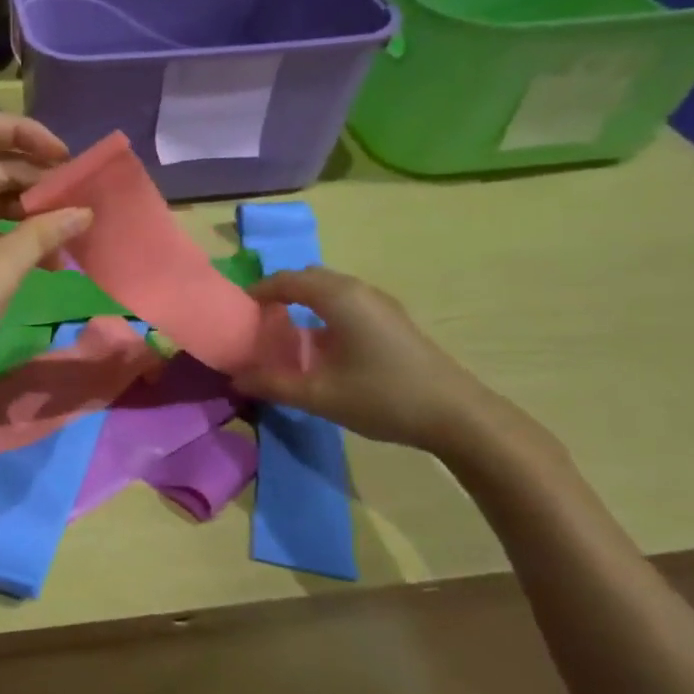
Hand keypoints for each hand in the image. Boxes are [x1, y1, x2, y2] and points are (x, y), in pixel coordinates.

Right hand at [234, 267, 515, 456]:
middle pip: (308, 278)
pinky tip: (320, 344)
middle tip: (257, 321)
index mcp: (338, 298)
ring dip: (302, 300)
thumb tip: (236, 378)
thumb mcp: (319, 395)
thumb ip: (273, 384)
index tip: (236, 313)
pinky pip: (346, 301)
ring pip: (329, 288)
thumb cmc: (383, 397)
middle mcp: (358, 290)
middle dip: (279, 292)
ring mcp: (380, 303)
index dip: (257, 292)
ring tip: (283, 331)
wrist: (456, 415)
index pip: (285, 280)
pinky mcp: (392, 319)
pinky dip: (323, 310)